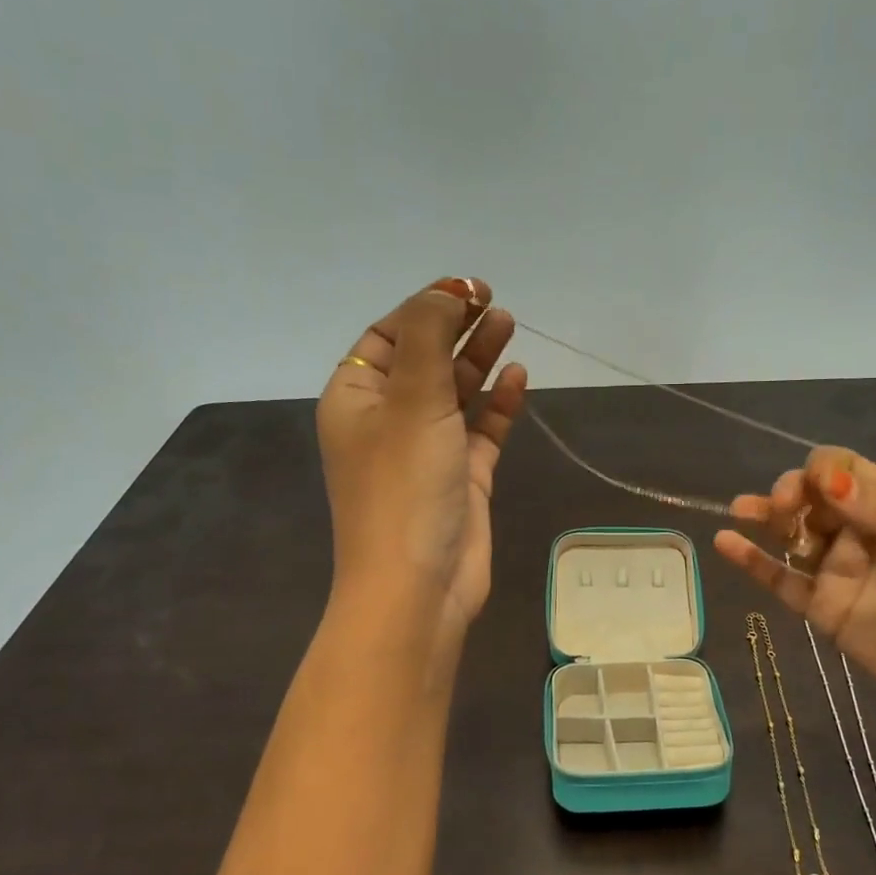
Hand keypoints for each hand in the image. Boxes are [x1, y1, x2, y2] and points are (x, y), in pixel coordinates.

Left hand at [315, 278, 527, 641]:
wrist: (418, 585)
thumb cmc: (404, 485)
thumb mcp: (412, 399)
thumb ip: (429, 337)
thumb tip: (448, 293)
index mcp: (356, 398)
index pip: (389, 336)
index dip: (426, 307)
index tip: (468, 289)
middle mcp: (388, 420)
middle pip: (424, 359)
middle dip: (456, 328)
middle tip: (494, 303)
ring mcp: (427, 450)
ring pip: (455, 393)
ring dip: (479, 359)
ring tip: (510, 326)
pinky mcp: (461, 477)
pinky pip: (481, 430)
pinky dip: (498, 405)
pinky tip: (519, 380)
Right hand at [714, 449, 875, 745]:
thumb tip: (826, 479)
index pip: (846, 471)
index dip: (823, 471)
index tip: (814, 488)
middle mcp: (860, 532)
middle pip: (812, 496)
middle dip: (792, 492)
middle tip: (785, 509)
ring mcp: (837, 570)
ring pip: (791, 533)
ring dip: (766, 516)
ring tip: (741, 510)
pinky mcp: (820, 607)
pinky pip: (780, 578)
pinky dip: (752, 561)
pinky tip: (726, 542)